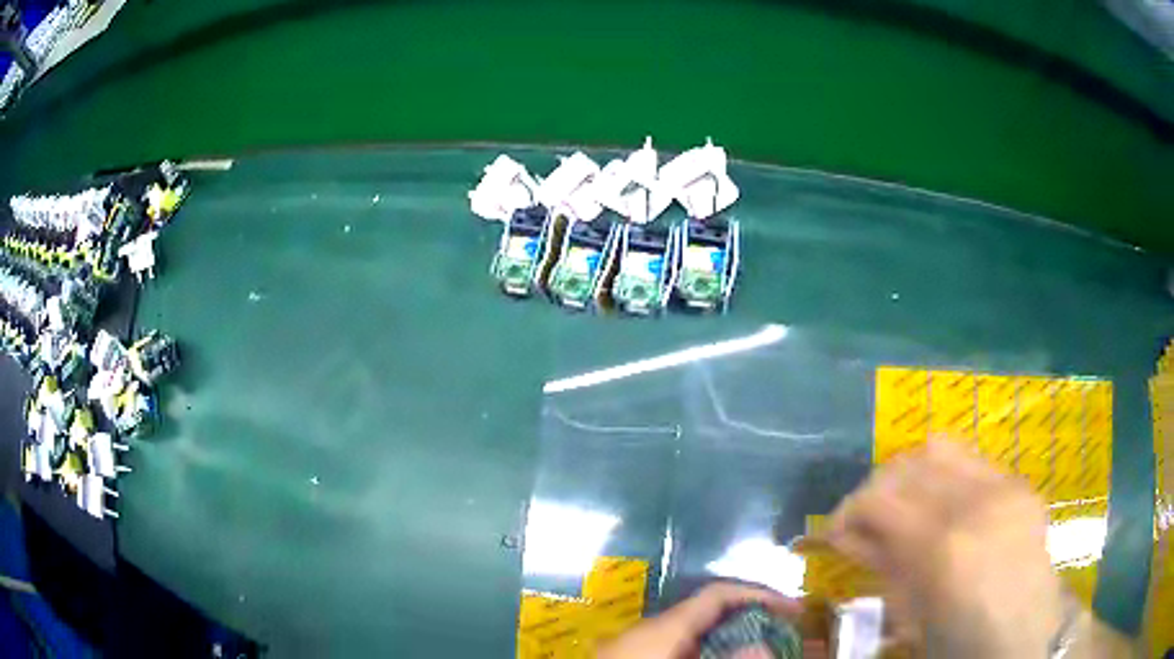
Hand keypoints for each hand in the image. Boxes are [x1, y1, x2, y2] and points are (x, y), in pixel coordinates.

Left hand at [597, 582, 799, 658]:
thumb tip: (766, 646)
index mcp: (663, 625)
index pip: (718, 593)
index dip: (759, 594)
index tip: (793, 607)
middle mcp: (648, 626)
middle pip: (708, 611)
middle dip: (748, 616)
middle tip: (781, 630)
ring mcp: (633, 640)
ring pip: (692, 629)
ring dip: (726, 634)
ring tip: (756, 645)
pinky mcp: (627, 652)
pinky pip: (674, 643)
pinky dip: (702, 646)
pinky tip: (714, 655)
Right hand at [825, 441, 1065, 658]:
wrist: (1027, 638)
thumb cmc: (961, 643)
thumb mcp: (911, 615)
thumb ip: (881, 566)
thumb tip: (847, 536)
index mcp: (943, 546)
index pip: (879, 498)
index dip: (847, 511)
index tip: (834, 532)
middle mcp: (976, 501)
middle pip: (907, 463)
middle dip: (874, 488)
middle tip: (866, 520)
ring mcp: (1005, 485)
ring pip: (940, 447)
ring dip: (910, 473)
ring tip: (904, 505)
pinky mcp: (1020, 483)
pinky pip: (972, 462)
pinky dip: (944, 478)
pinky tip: (944, 508)